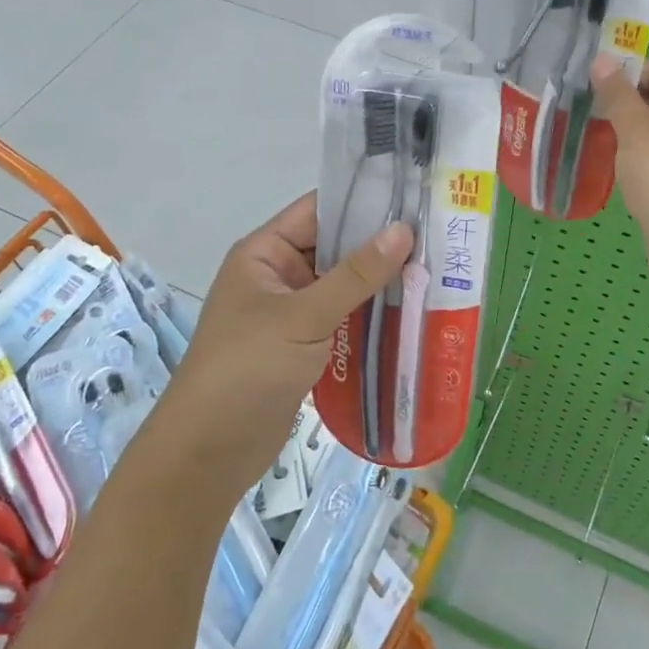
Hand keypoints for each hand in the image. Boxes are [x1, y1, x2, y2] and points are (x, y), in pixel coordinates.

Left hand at [160, 193, 411, 486]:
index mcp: (265, 253)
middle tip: (439, 236)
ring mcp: (292, 312)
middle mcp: (279, 275)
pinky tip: (413, 312)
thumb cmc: (247, 368)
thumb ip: (355, 275)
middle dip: (380, 245)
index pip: (318, 210)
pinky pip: (344, 318)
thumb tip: (404, 230)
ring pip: (344, 285)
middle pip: (335, 248)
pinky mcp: (305, 345)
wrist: (210, 451)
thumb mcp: (303, 316)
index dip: (363, 201)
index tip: (414, 196)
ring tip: (437, 270)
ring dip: (381, 283)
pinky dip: (372, 315)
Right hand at [591, 56, 648, 299]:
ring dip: (623, 129)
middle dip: (621, 101)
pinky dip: (631, 155)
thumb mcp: (639, 132)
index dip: (626, 72)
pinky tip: (604, 160)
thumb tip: (601, 60)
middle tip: (579, 105)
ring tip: (584, 129)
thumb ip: (618, 95)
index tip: (587, 81)